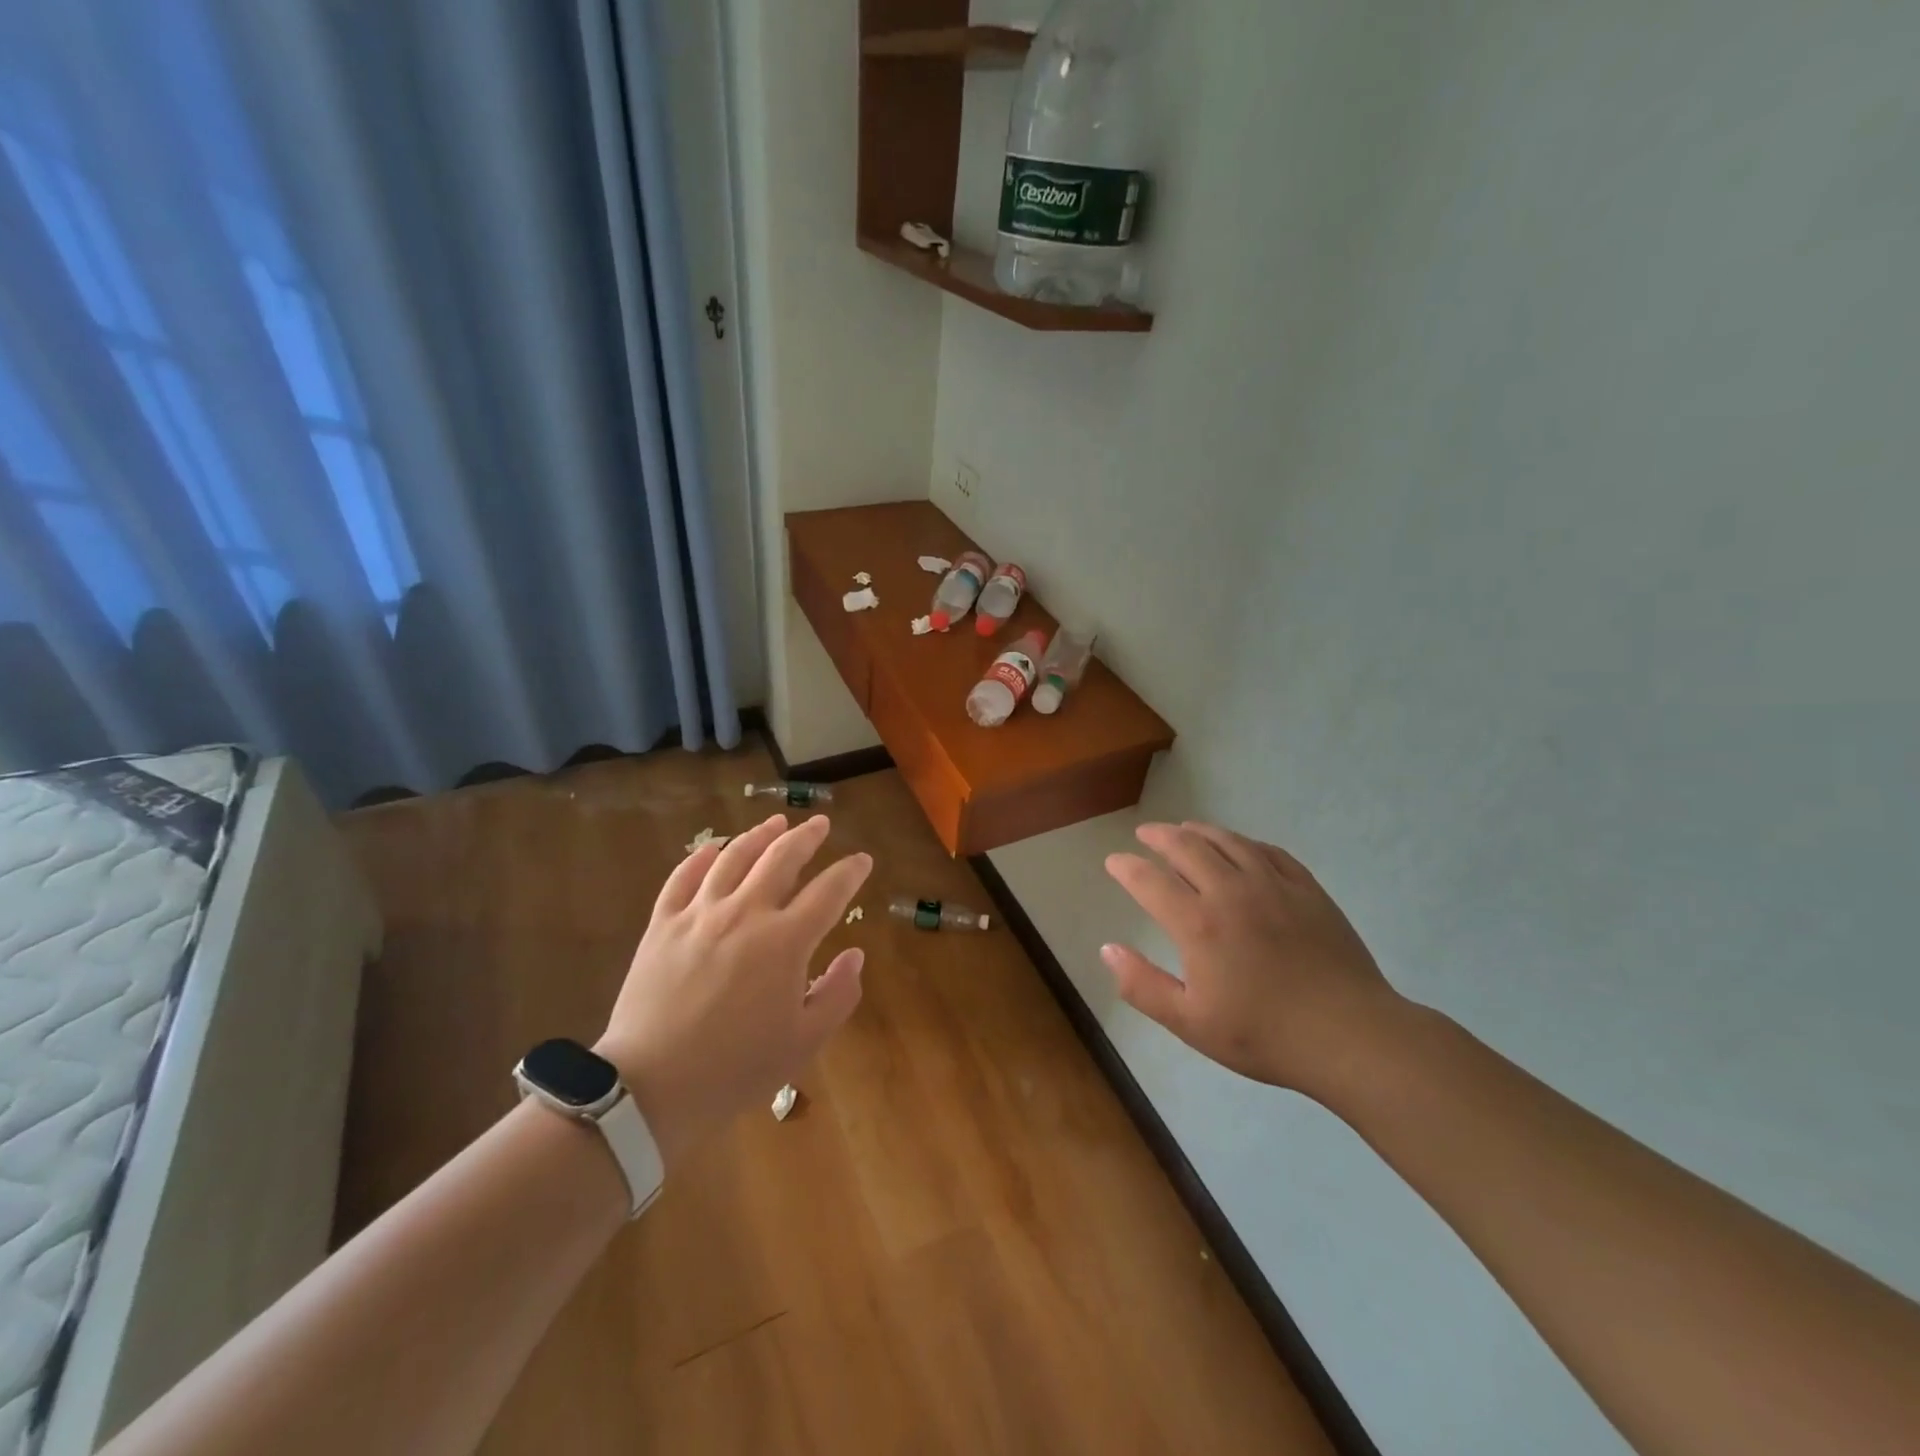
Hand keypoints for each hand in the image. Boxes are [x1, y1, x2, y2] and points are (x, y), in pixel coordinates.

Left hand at [596, 813, 870, 1167]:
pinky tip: (712, 848)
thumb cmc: (736, 1068)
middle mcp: (745, 913)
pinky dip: (700, 857)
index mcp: (785, 941)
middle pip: (781, 858)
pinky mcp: (662, 925)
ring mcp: (699, 914)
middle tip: (819, 824)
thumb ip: (838, 994)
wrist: (651, 1087)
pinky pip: (682, 877)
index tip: (862, 860)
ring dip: (759, 835)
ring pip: (733, 857)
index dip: (850, 872)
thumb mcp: (804, 1042)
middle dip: (806, 836)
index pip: (828, 891)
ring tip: (774, 823)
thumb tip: (855, 954)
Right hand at [1102, 822, 1402, 1098]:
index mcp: (1198, 924)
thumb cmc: (1265, 1034)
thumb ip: (1142, 985)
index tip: (1114, 861)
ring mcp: (1273, 885)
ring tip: (1185, 828)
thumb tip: (1107, 949)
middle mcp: (1231, 892)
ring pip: (1228, 841)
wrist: (1351, 1035)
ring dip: (1199, 830)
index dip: (1126, 867)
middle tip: (1145, 833)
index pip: (1150, 881)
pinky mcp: (1306, 889)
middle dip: (1159, 836)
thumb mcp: (1191, 1023)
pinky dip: (1244, 842)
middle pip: (1187, 847)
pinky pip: (1268, 851)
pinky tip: (1240, 846)